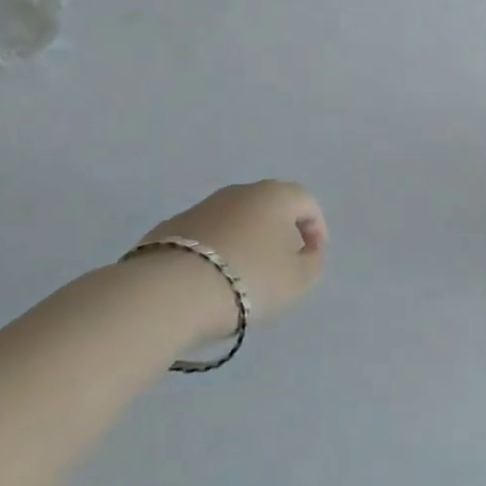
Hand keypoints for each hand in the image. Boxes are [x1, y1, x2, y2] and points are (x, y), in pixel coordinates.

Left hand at [137, 180, 327, 333]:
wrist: (168, 293)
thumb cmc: (248, 279)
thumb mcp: (297, 280)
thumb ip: (312, 262)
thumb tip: (308, 251)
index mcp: (276, 195)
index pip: (307, 202)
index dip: (316, 229)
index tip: (312, 257)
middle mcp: (240, 191)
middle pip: (269, 207)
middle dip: (278, 231)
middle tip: (280, 264)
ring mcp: (201, 207)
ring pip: (234, 220)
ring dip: (243, 241)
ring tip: (241, 276)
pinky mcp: (168, 228)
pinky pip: (204, 237)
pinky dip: (212, 252)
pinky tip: (208, 280)